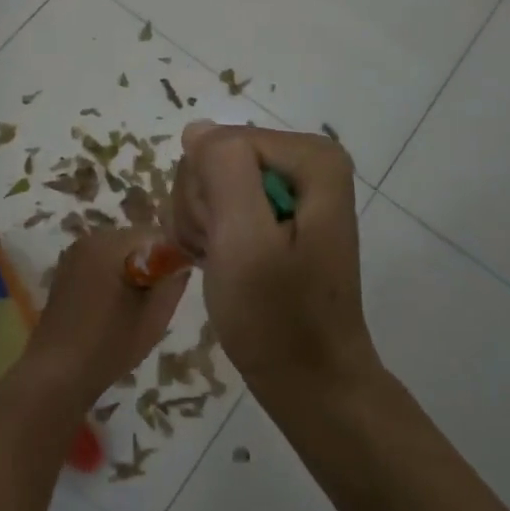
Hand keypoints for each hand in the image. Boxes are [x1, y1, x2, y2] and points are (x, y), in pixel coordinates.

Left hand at [13, 227, 188, 420]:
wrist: (55, 374)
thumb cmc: (108, 346)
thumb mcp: (153, 317)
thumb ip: (173, 283)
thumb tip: (181, 262)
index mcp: (109, 244)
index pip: (155, 234)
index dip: (172, 256)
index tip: (176, 284)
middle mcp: (89, 240)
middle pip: (135, 240)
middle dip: (151, 263)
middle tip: (156, 300)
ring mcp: (73, 255)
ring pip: (118, 252)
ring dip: (133, 271)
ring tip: (136, 307)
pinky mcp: (66, 271)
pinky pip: (101, 263)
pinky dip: (113, 277)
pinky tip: (114, 308)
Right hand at [170, 122, 379, 403]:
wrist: (308, 380)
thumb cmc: (277, 317)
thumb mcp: (244, 240)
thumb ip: (223, 170)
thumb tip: (198, 130)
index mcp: (311, 157)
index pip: (220, 143)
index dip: (206, 193)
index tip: (221, 242)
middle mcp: (305, 161)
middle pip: (215, 158)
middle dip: (203, 209)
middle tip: (222, 255)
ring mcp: (289, 187)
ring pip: (208, 181)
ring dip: (201, 225)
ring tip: (224, 265)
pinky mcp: (274, 212)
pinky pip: (218, 202)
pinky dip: (209, 236)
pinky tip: (224, 264)